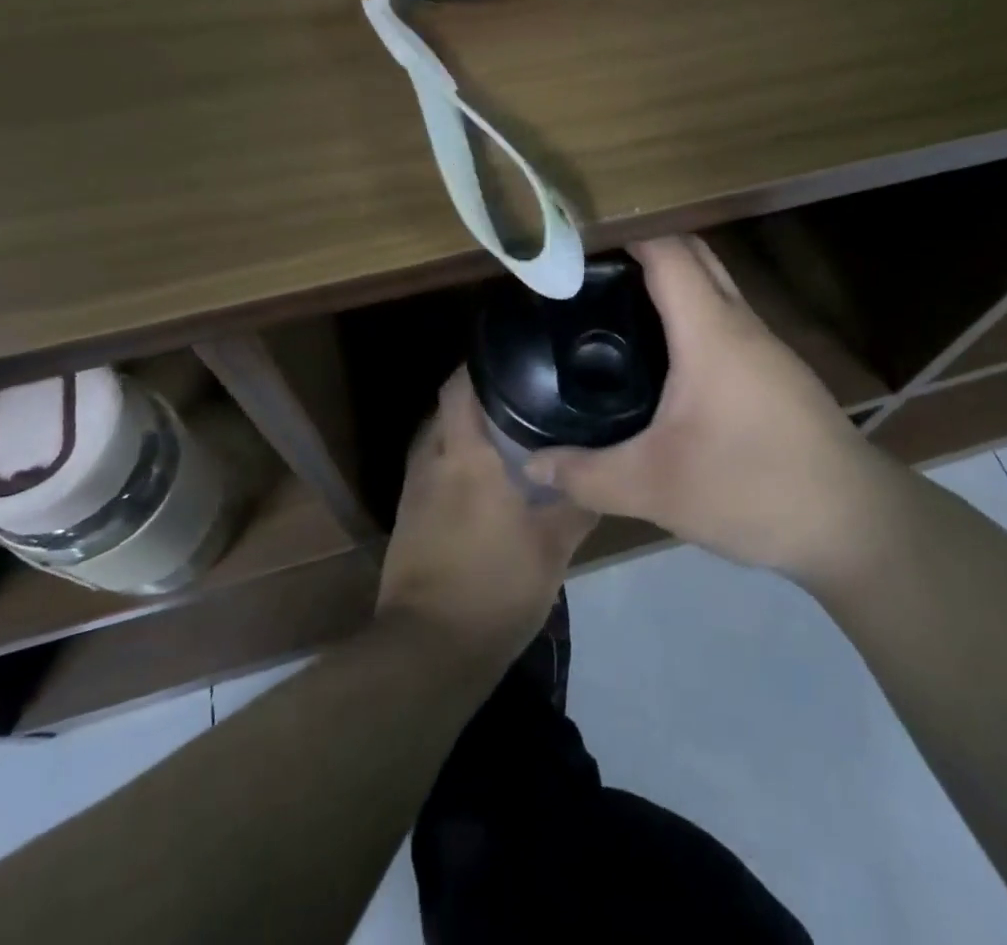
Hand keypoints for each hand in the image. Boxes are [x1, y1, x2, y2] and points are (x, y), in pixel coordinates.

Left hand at [377, 369, 595, 658]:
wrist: (430, 651)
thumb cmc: (495, 587)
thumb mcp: (552, 547)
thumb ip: (577, 504)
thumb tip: (599, 474)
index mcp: (464, 456)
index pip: (458, 388)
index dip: (477, 365)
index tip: (509, 356)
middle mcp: (432, 462)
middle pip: (445, 411)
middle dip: (475, 398)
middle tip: (518, 395)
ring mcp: (413, 493)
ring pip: (435, 442)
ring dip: (462, 432)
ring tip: (504, 433)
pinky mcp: (407, 521)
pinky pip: (430, 472)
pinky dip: (452, 464)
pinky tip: (481, 481)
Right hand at [525, 235, 879, 577]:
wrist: (855, 525)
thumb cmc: (752, 488)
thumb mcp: (655, 488)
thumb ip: (587, 475)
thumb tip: (533, 465)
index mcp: (710, 330)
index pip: (668, 251)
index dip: (625, 232)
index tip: (579, 237)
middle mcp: (741, 324)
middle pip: (695, 256)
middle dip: (645, 247)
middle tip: (589, 270)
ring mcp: (767, 348)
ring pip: (715, 288)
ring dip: (671, 282)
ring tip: (616, 305)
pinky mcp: (778, 374)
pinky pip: (727, 321)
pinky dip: (692, 316)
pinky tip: (664, 356)